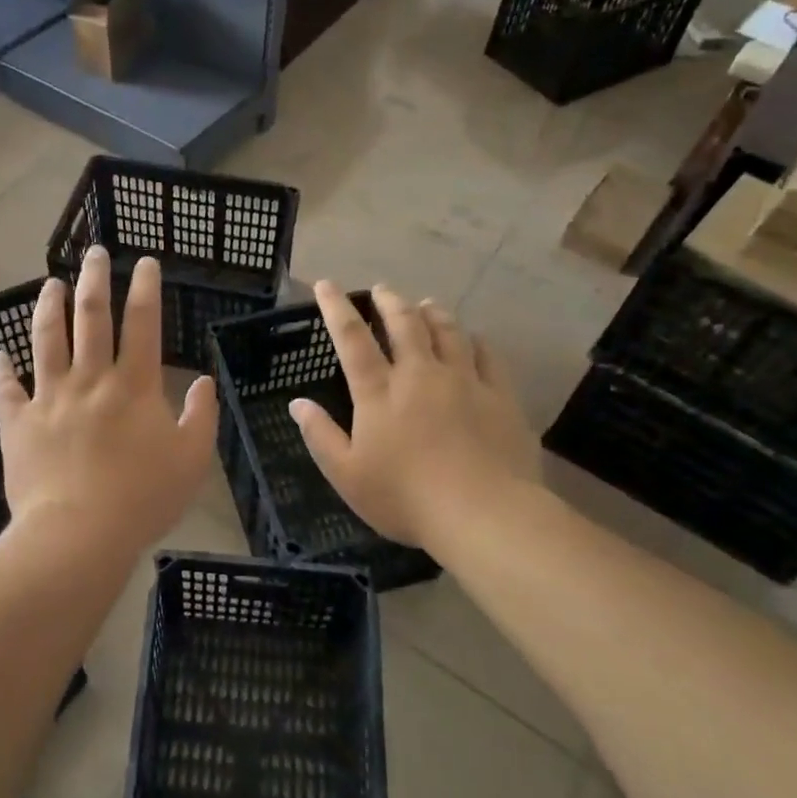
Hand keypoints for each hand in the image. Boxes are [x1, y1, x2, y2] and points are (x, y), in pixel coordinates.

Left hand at [0, 249, 216, 559]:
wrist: (78, 535)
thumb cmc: (142, 499)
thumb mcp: (191, 460)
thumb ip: (201, 416)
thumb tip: (201, 381)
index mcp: (133, 386)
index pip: (142, 323)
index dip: (146, 288)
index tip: (146, 263)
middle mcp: (90, 380)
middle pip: (91, 316)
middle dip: (95, 278)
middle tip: (95, 253)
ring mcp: (49, 398)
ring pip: (46, 339)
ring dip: (49, 307)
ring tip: (51, 283)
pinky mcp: (18, 423)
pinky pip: (5, 390)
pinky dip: (1, 370)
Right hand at [290, 281, 540, 551]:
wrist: (482, 513)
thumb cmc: (405, 498)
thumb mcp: (347, 475)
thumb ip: (320, 435)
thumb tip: (297, 403)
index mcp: (379, 392)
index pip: (352, 339)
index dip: (336, 308)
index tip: (326, 284)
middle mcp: (420, 374)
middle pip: (403, 324)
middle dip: (388, 302)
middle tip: (382, 289)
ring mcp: (463, 380)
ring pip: (447, 331)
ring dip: (432, 312)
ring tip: (424, 303)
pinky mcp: (499, 395)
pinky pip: (486, 355)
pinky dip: (475, 340)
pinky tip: (473, 338)